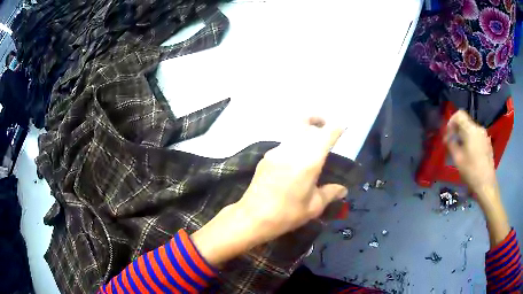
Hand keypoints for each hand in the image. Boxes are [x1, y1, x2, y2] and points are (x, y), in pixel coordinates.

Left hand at [237, 117, 346, 243]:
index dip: (336, 128)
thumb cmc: (287, 214)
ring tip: (312, 145)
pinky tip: (296, 160)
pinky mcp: (266, 157)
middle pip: (306, 123)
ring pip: (294, 131)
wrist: (252, 217)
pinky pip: (285, 143)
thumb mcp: (314, 207)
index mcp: (308, 161)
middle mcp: (292, 150)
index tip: (343, 126)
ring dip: (305, 130)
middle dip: (318, 121)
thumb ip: (330, 193)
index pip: (325, 135)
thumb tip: (343, 189)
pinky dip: (294, 143)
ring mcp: (276, 151)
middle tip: (327, 130)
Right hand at [445, 110, 497, 202]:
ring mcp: (485, 136)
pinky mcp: (487, 144)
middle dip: (457, 131)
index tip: (448, 134)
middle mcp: (479, 129)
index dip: (451, 121)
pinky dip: (471, 142)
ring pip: (471, 131)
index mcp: (471, 130)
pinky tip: (470, 156)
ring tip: (460, 151)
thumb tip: (447, 138)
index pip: (459, 115)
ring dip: (464, 137)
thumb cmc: (471, 172)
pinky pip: (477, 137)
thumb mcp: (458, 159)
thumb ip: (451, 144)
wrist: (486, 185)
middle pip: (465, 123)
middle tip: (452, 144)